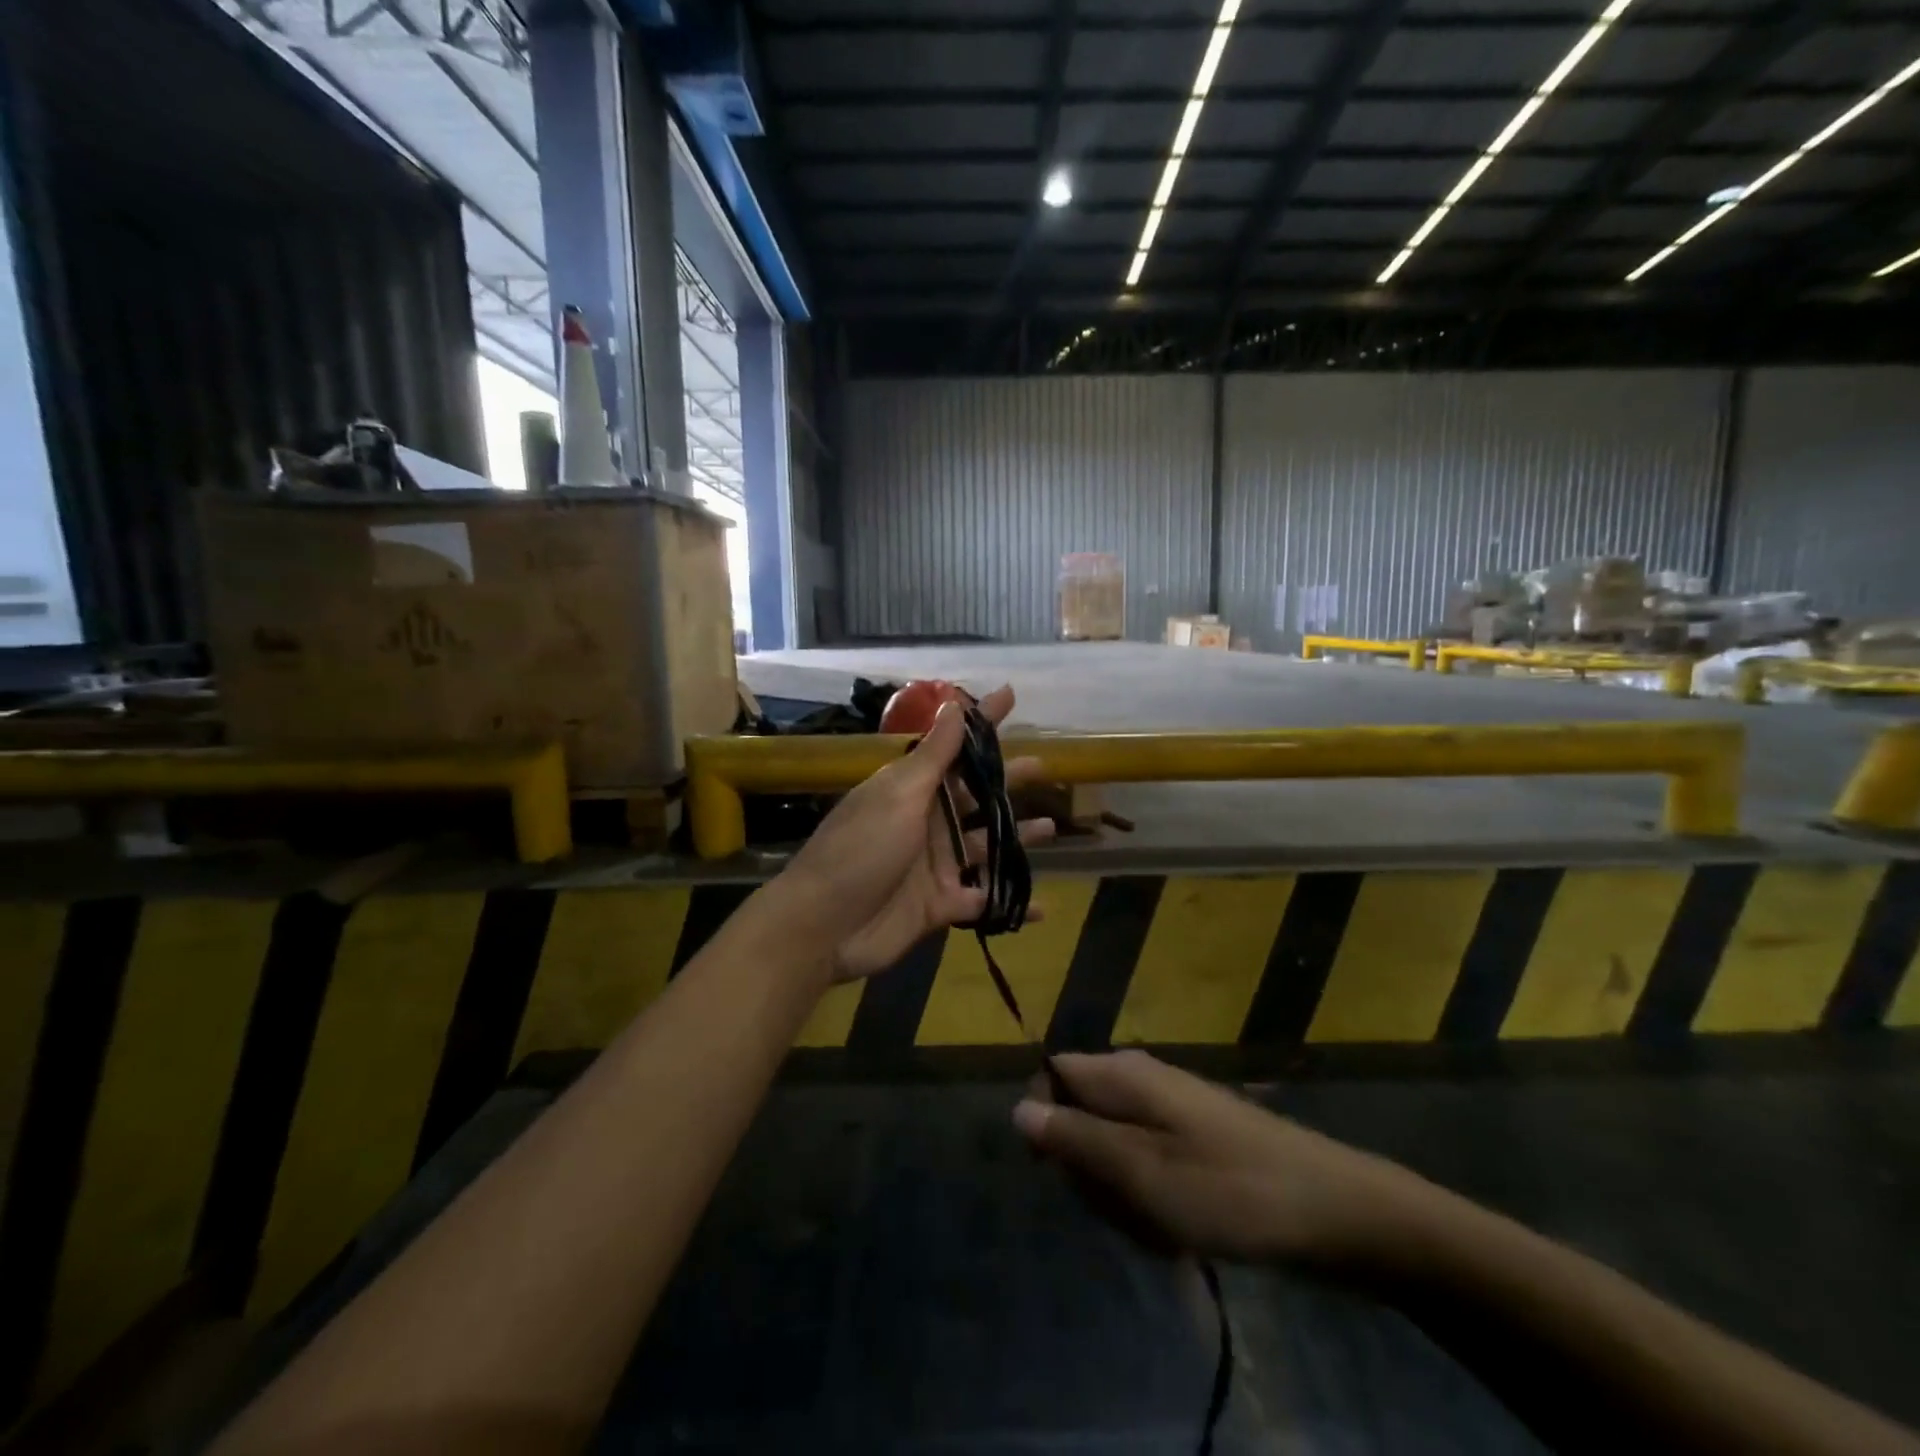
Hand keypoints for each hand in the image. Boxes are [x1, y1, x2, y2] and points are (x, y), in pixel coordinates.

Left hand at [782, 684, 1054, 981]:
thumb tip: (955, 703)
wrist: (822, 926)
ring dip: (1016, 838)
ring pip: (986, 846)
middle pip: (976, 796)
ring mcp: (934, 865)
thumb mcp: (898, 796)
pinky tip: (1041, 904)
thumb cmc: (860, 850)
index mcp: (912, 789)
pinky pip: (983, 900)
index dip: (982, 722)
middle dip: (1009, 780)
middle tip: (1046, 767)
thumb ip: (934, 756)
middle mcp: (926, 822)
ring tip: (1051, 828)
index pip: (954, 747)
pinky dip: (1009, 902)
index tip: (1010, 696)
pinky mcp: (940, 905)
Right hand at [1013, 1051, 1429, 1268]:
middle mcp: (1141, 1078)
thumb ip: (1074, 1139)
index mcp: (1123, 1074)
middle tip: (1126, 1208)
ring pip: (1112, 1147)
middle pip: (1080, 1115)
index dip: (1047, 1120)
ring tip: (1161, 1226)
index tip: (1065, 1171)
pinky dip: (1152, 1199)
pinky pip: (1146, 1163)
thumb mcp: (1139, 1173)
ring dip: (1122, 1194)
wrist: (1331, 1211)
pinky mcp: (1192, 1137)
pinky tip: (1181, 1230)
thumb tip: (1018, 1108)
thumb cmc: (1227, 1190)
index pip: (1053, 1073)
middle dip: (1090, 1169)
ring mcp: (1170, 1107)